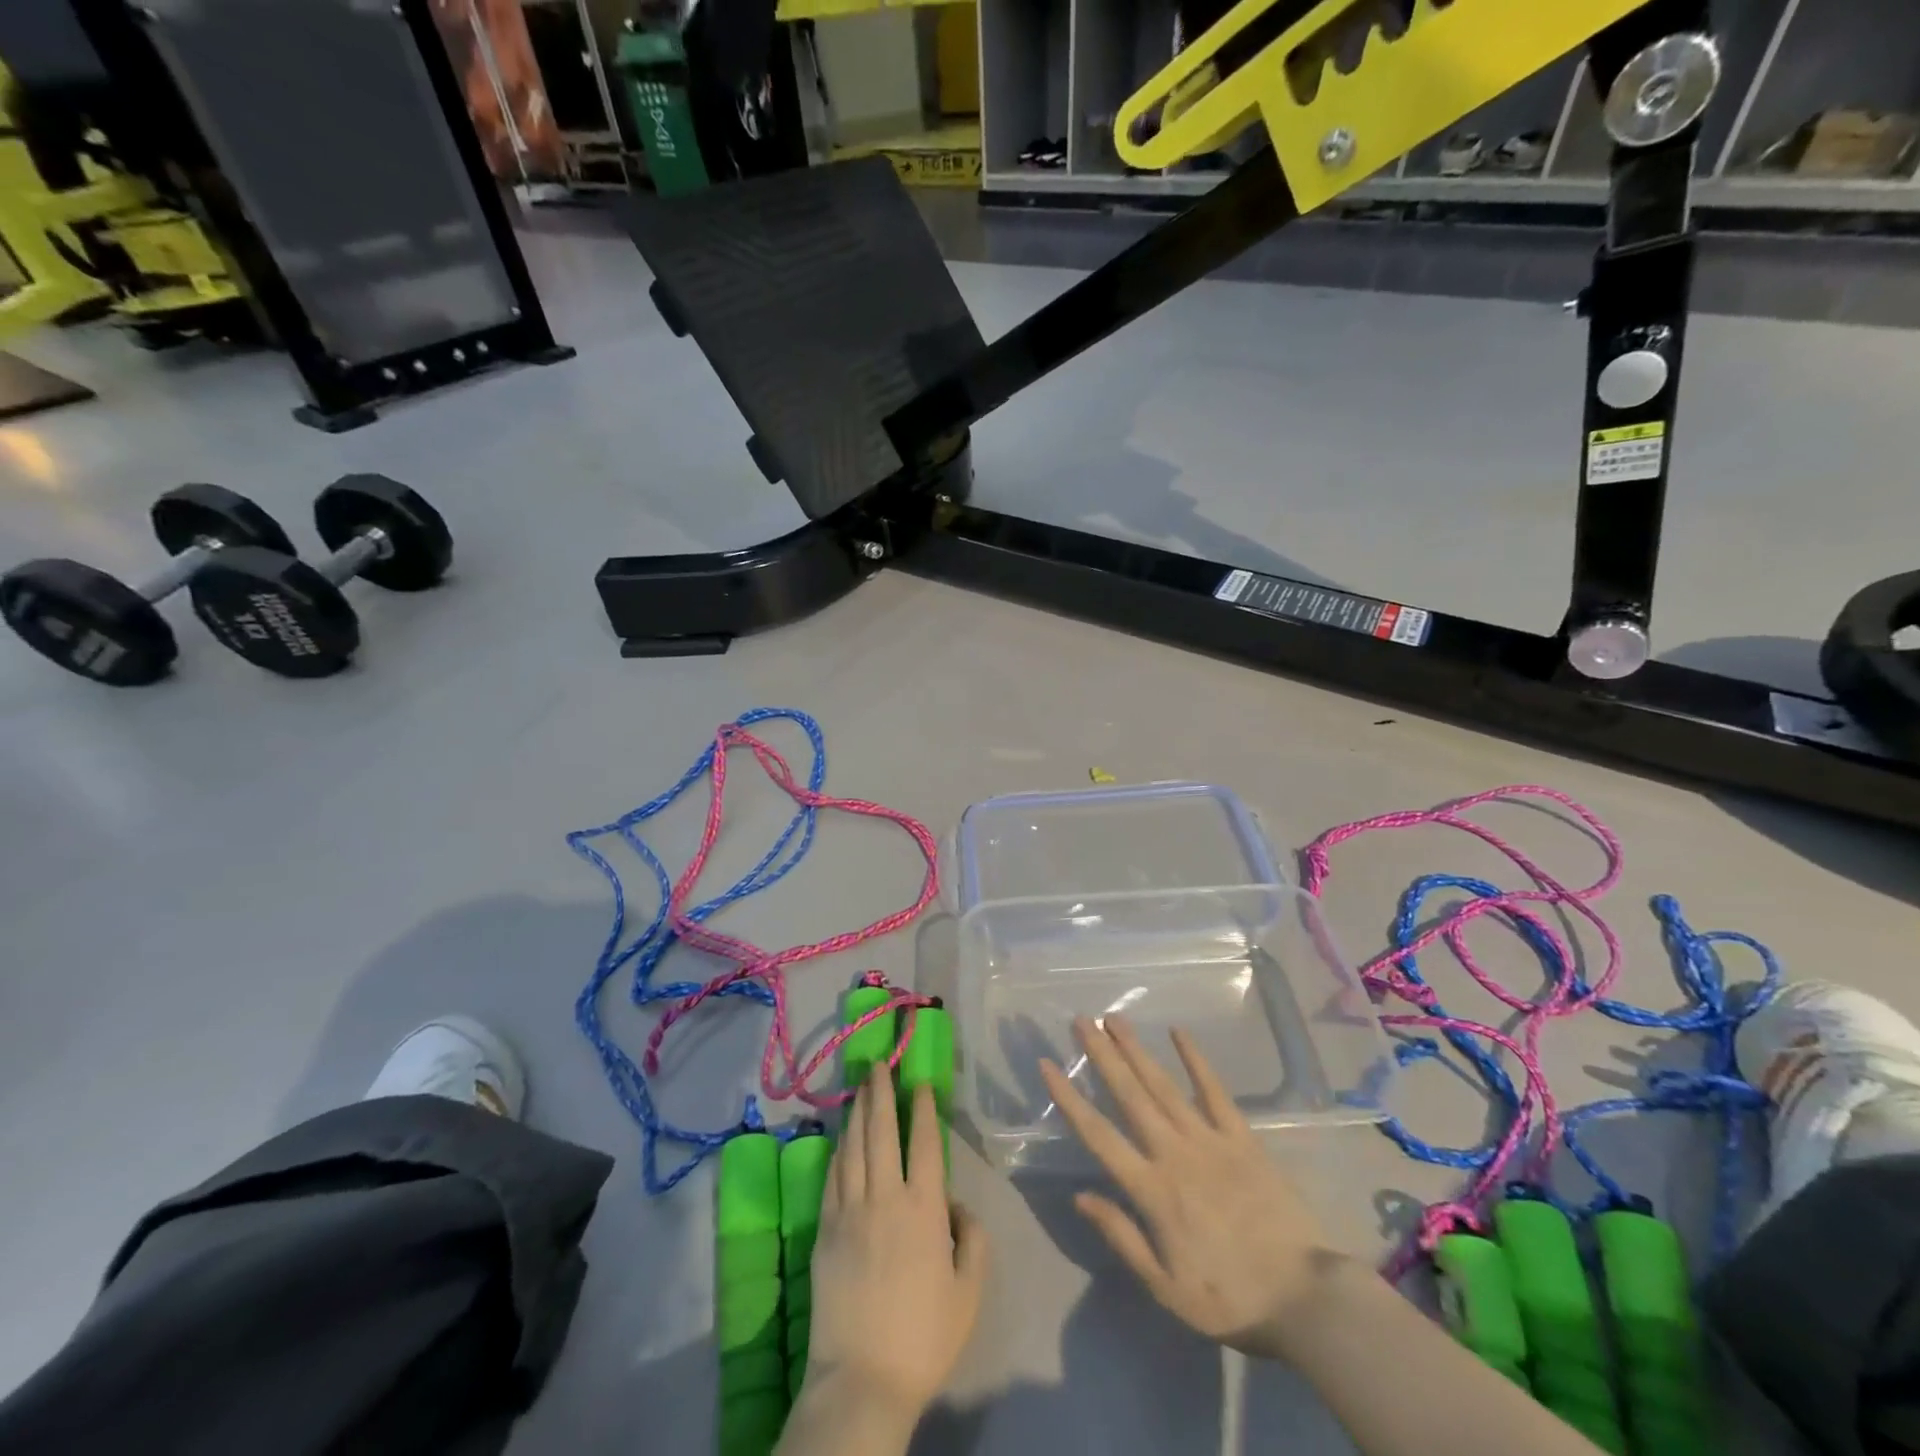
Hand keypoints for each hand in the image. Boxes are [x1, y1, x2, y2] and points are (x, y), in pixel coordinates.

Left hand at [803, 1066, 988, 1425]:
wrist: (862, 1378)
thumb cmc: (923, 1337)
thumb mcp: (969, 1292)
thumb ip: (973, 1239)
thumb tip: (956, 1204)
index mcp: (924, 1209)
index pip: (925, 1142)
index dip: (924, 1108)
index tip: (921, 1082)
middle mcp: (885, 1197)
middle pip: (882, 1131)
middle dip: (881, 1092)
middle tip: (878, 1064)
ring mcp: (850, 1210)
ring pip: (854, 1146)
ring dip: (858, 1111)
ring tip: (860, 1085)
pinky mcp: (825, 1229)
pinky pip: (832, 1177)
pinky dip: (838, 1150)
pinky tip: (841, 1136)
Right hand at [1040, 1015, 1338, 1361]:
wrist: (1304, 1299)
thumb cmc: (1228, 1299)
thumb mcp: (1165, 1287)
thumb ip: (1121, 1236)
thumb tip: (1079, 1196)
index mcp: (1152, 1190)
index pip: (1099, 1135)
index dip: (1069, 1098)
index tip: (1047, 1065)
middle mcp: (1174, 1153)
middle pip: (1130, 1096)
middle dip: (1102, 1056)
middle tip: (1081, 1020)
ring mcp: (1209, 1140)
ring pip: (1163, 1086)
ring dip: (1136, 1050)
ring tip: (1114, 1020)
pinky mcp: (1241, 1138)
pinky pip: (1215, 1091)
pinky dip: (1195, 1060)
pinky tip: (1178, 1033)